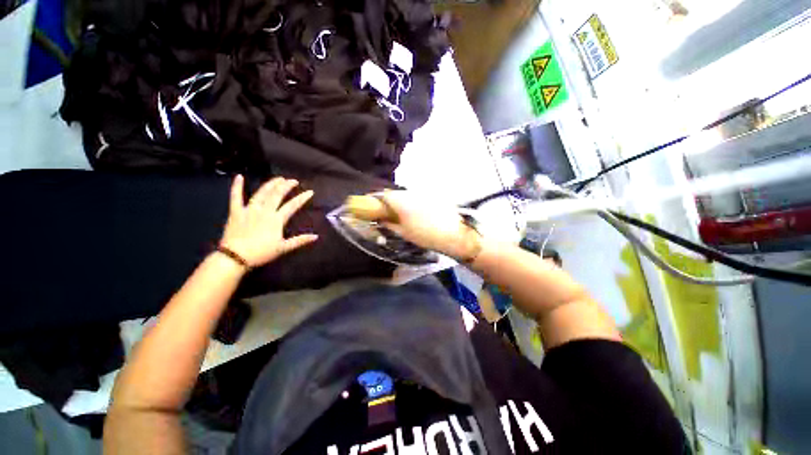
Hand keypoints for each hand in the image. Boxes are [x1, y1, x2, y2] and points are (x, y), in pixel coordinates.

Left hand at [220, 175, 317, 267]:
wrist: (235, 256)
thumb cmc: (261, 253)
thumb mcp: (283, 248)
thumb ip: (300, 240)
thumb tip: (316, 236)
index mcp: (276, 219)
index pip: (292, 205)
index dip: (302, 198)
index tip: (310, 192)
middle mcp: (264, 211)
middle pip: (277, 194)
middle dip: (286, 186)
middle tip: (293, 181)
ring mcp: (249, 210)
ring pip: (261, 193)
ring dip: (270, 184)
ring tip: (278, 178)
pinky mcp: (236, 212)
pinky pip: (235, 197)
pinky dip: (237, 186)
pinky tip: (239, 177)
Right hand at [377, 191, 480, 260]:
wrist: (452, 234)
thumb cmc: (425, 236)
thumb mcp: (403, 232)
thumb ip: (389, 224)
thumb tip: (381, 219)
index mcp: (401, 202)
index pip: (382, 195)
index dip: (374, 200)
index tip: (370, 207)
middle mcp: (410, 193)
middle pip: (394, 193)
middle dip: (387, 201)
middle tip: (385, 213)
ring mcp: (422, 192)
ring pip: (405, 194)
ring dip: (400, 201)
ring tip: (400, 214)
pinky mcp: (431, 195)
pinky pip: (416, 196)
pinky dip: (411, 202)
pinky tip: (414, 213)